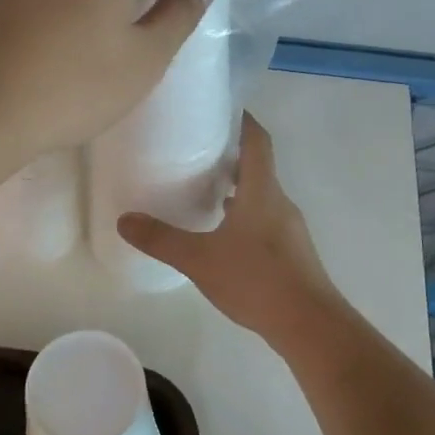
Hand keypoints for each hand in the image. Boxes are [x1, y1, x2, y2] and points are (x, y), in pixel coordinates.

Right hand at [118, 114, 346, 341]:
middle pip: (258, 168)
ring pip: (261, 197)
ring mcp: (289, 230)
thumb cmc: (256, 280)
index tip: (222, 109)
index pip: (257, 141)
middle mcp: (279, 203)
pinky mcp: (292, 254)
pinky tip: (224, 237)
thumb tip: (124, 220)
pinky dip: (245, 218)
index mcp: (262, 191)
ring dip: (238, 190)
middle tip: (198, 152)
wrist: (310, 325)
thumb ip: (161, 239)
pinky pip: (265, 222)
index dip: (243, 121)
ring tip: (205, 193)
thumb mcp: (200, 259)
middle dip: (231, 157)